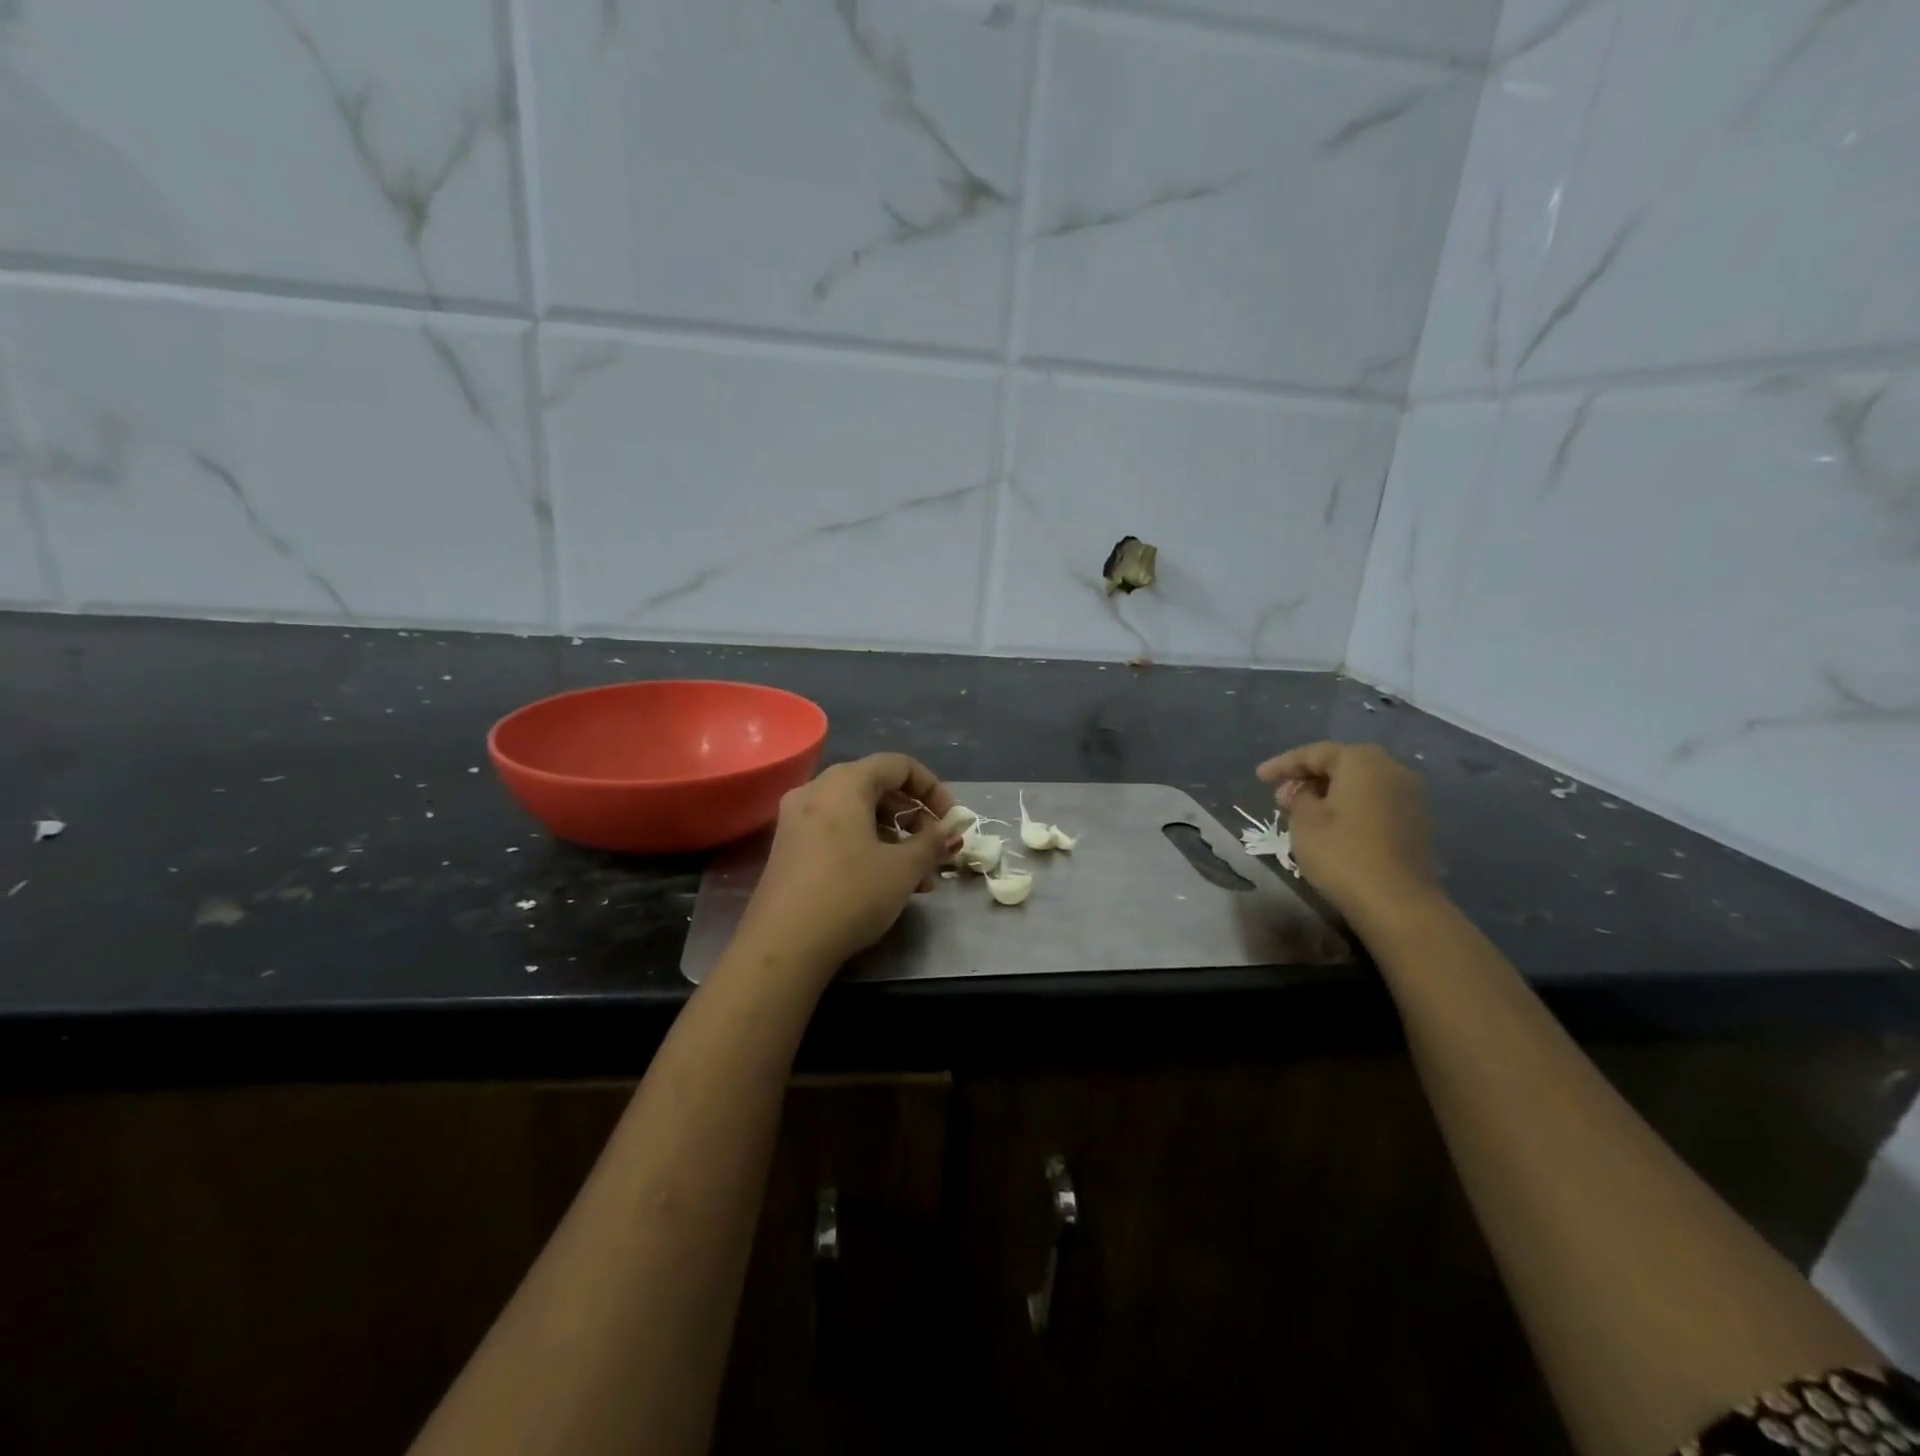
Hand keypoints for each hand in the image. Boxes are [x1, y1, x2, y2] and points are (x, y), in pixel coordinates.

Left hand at [737, 753, 958, 976]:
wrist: (783, 946)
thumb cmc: (850, 894)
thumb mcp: (902, 869)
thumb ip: (932, 843)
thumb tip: (951, 832)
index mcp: (844, 783)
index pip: (897, 765)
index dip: (931, 787)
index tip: (950, 820)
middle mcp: (816, 791)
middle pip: (876, 788)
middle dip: (913, 818)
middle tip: (936, 849)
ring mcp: (796, 820)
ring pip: (857, 815)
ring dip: (893, 839)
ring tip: (920, 878)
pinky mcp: (788, 849)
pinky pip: (837, 833)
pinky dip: (866, 848)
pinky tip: (886, 884)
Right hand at [1257, 741, 1438, 921]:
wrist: (1397, 902)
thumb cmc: (1342, 854)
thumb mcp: (1305, 821)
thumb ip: (1299, 796)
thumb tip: (1306, 792)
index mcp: (1362, 761)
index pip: (1314, 753)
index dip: (1283, 764)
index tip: (1259, 777)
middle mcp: (1392, 769)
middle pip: (1341, 764)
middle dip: (1308, 777)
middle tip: (1281, 796)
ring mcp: (1410, 796)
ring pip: (1360, 784)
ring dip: (1329, 792)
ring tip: (1303, 811)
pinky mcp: (1416, 821)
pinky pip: (1375, 802)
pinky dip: (1351, 807)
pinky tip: (1332, 824)